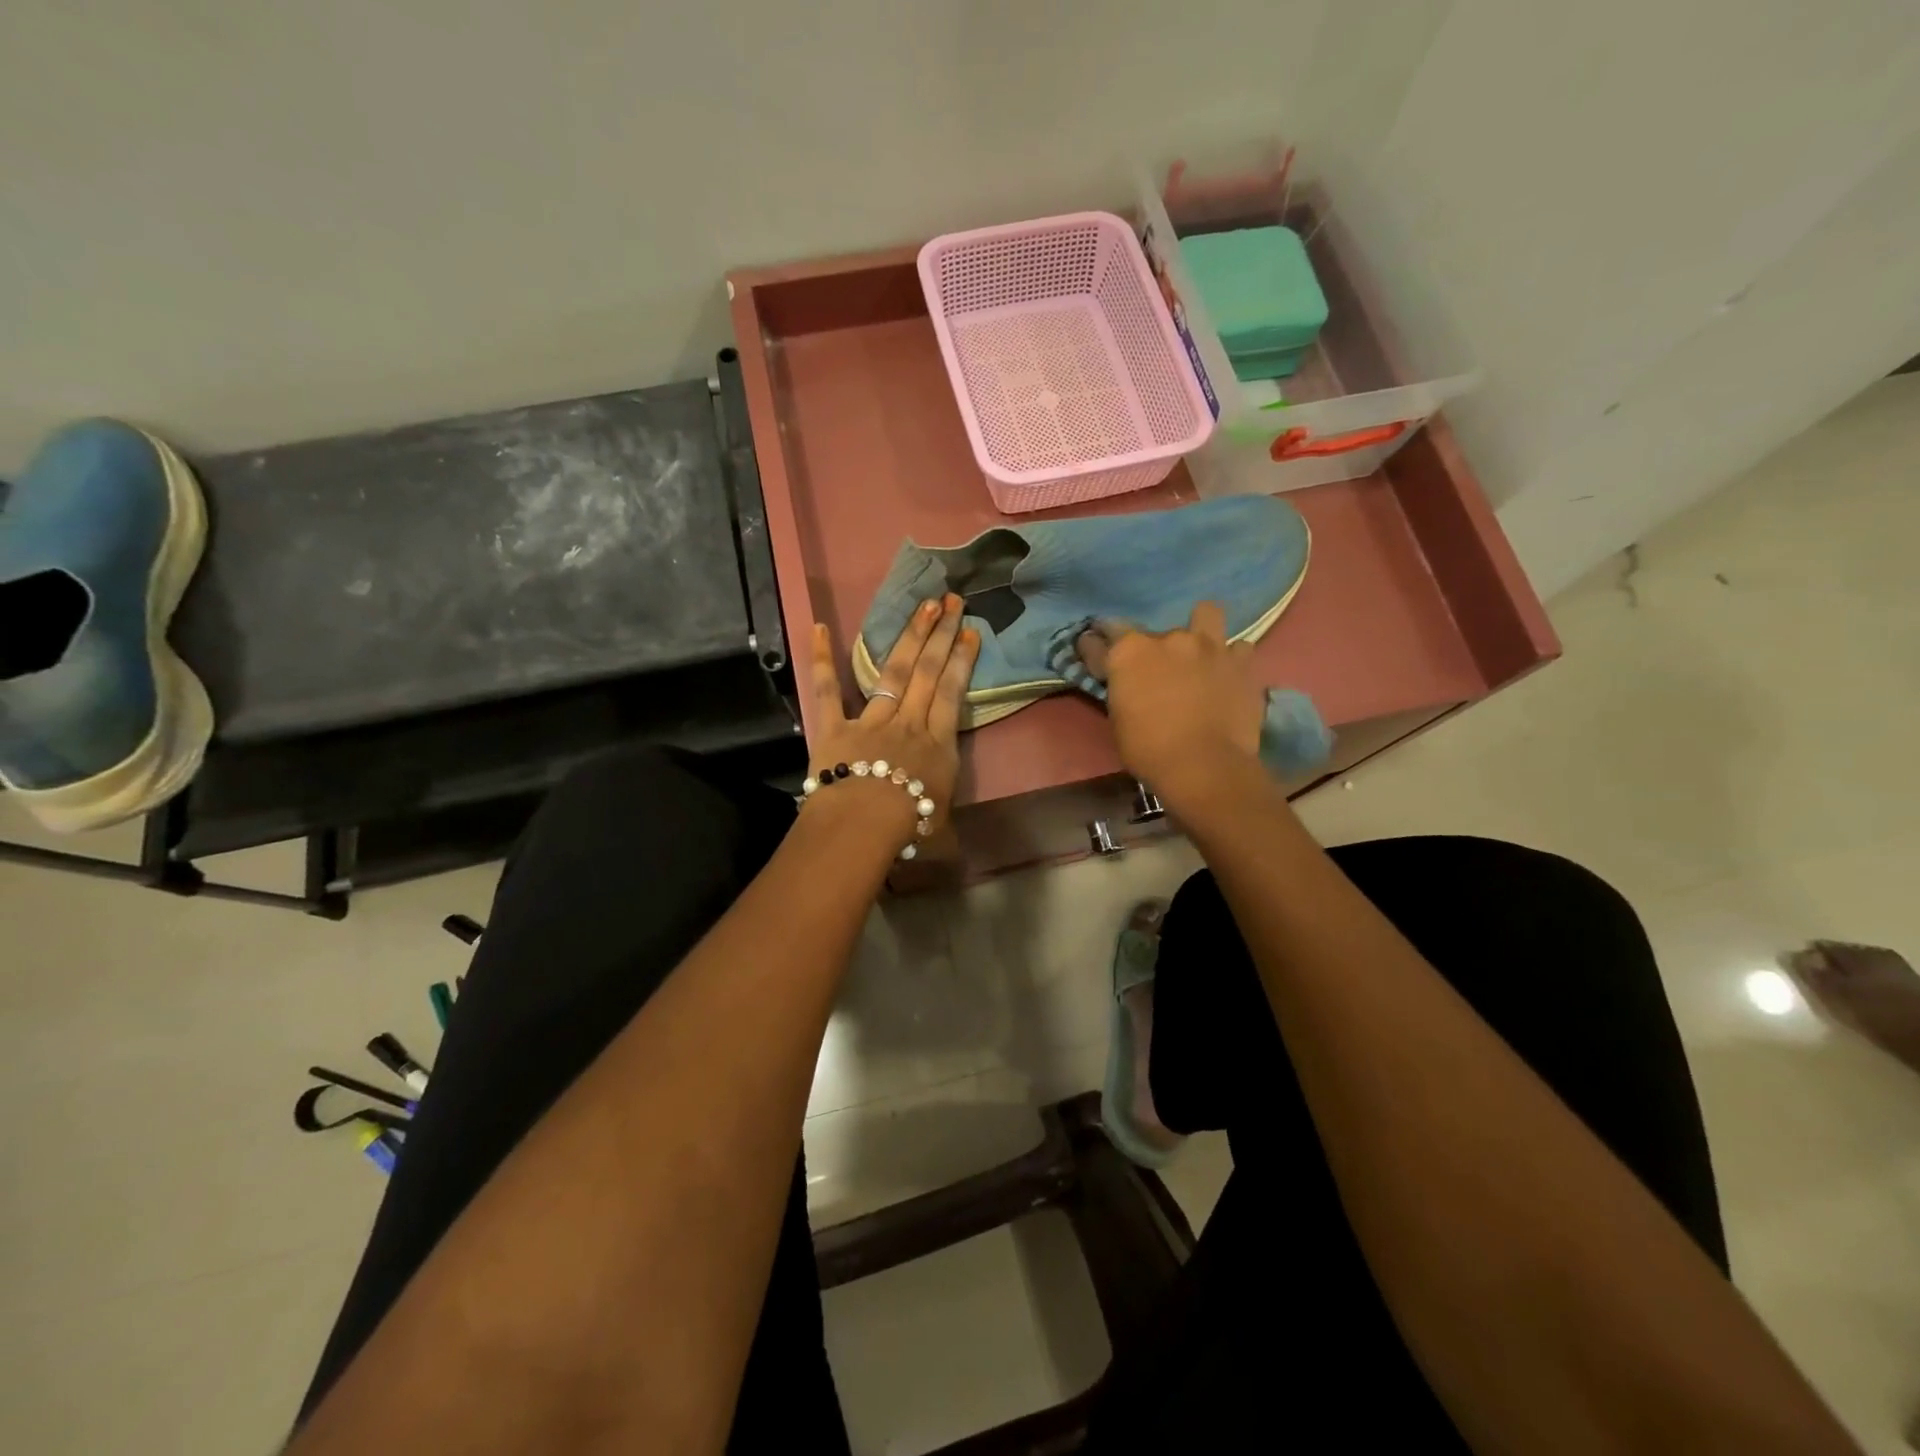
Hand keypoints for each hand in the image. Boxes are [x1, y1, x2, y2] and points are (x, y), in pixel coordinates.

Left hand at [806, 594, 978, 842]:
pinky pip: (827, 690)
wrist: (864, 825)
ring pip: (894, 672)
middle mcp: (908, 722)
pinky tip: (817, 627)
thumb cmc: (908, 827)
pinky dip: (821, 659)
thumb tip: (946, 825)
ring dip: (909, 637)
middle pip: (928, 672)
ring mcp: (871, 720)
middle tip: (952, 600)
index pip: (953, 693)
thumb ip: (943, 813)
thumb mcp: (941, 825)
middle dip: (941, 634)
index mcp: (936, 743)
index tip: (970, 632)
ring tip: (923, 606)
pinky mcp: (835, 727)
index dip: (962, 660)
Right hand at [1091, 602, 1265, 810]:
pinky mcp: (1241, 663)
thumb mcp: (1118, 720)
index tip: (1094, 652)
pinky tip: (1228, 674)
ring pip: (1206, 613)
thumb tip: (1122, 680)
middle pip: (1153, 631)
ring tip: (1198, 652)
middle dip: (1152, 649)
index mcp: (1128, 652)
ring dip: (1200, 630)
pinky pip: (1239, 649)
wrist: (1204, 766)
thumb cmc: (1148, 749)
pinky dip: (1232, 659)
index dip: (1095, 646)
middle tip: (1155, 674)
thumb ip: (1120, 689)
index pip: (1100, 637)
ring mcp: (1209, 646)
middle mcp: (1168, 638)